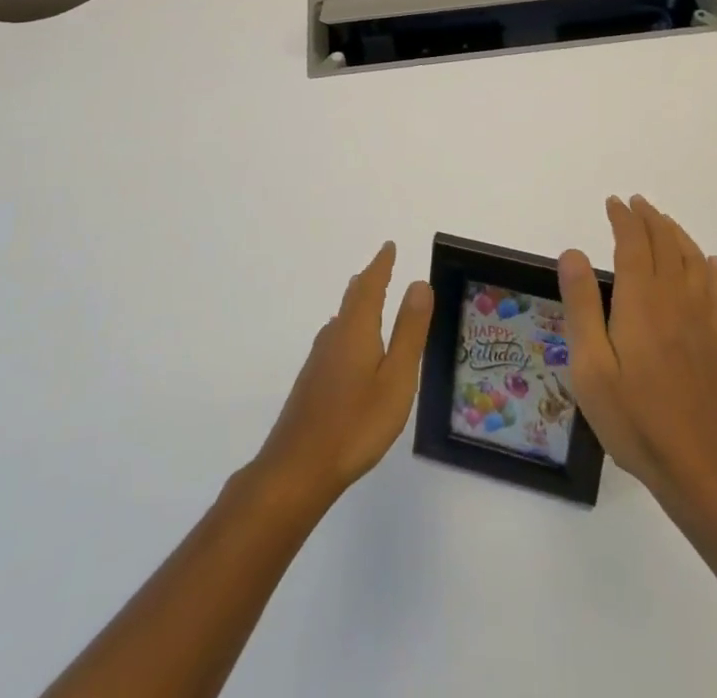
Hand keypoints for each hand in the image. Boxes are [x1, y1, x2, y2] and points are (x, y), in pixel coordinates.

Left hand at [254, 241, 432, 507]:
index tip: (389, 247)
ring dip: (357, 304)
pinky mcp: (312, 383)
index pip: (370, 285)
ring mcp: (319, 360)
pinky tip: (351, 348)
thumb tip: (419, 283)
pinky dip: (349, 328)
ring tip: (370, 301)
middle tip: (381, 268)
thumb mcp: (396, 378)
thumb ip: (409, 331)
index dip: (381, 265)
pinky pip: (335, 339)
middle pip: (352, 299)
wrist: (297, 468)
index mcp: (356, 329)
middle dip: (369, 281)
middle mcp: (334, 336)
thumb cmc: (356, 423)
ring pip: (342, 319)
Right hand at [559, 195, 716, 507]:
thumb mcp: (591, 368)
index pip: (634, 242)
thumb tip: (573, 253)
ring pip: (693, 259)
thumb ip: (582, 306)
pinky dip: (708, 266)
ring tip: (663, 222)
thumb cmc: (636, 420)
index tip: (613, 203)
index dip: (623, 218)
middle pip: (666, 243)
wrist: (704, 469)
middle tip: (635, 204)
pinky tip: (708, 262)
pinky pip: (716, 288)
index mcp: (642, 300)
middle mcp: (676, 298)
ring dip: (676, 234)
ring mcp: (704, 319)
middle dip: (649, 218)